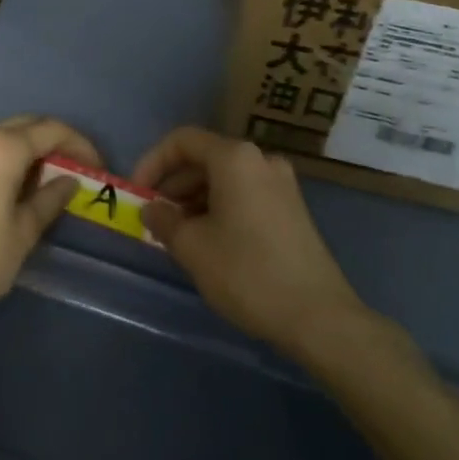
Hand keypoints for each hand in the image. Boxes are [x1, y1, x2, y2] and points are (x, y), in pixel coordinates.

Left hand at [0, 115, 102, 341]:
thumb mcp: (22, 234)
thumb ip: (48, 201)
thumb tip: (68, 181)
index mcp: (3, 148)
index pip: (51, 130)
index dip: (80, 145)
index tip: (99, 167)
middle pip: (28, 125)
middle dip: (57, 141)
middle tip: (80, 168)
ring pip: (6, 135)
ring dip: (33, 148)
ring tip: (55, 178)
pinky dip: (12, 158)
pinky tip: (21, 185)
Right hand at [134, 127, 373, 357]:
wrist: (320, 319)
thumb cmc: (247, 273)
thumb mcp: (192, 247)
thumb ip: (163, 220)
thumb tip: (152, 209)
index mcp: (234, 157)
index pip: (182, 141)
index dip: (153, 162)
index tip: (137, 192)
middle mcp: (260, 160)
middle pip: (204, 157)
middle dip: (173, 183)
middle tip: (155, 216)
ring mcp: (281, 184)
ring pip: (224, 178)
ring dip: (194, 198)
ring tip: (178, 233)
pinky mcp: (292, 209)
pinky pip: (244, 193)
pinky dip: (219, 207)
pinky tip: (209, 240)